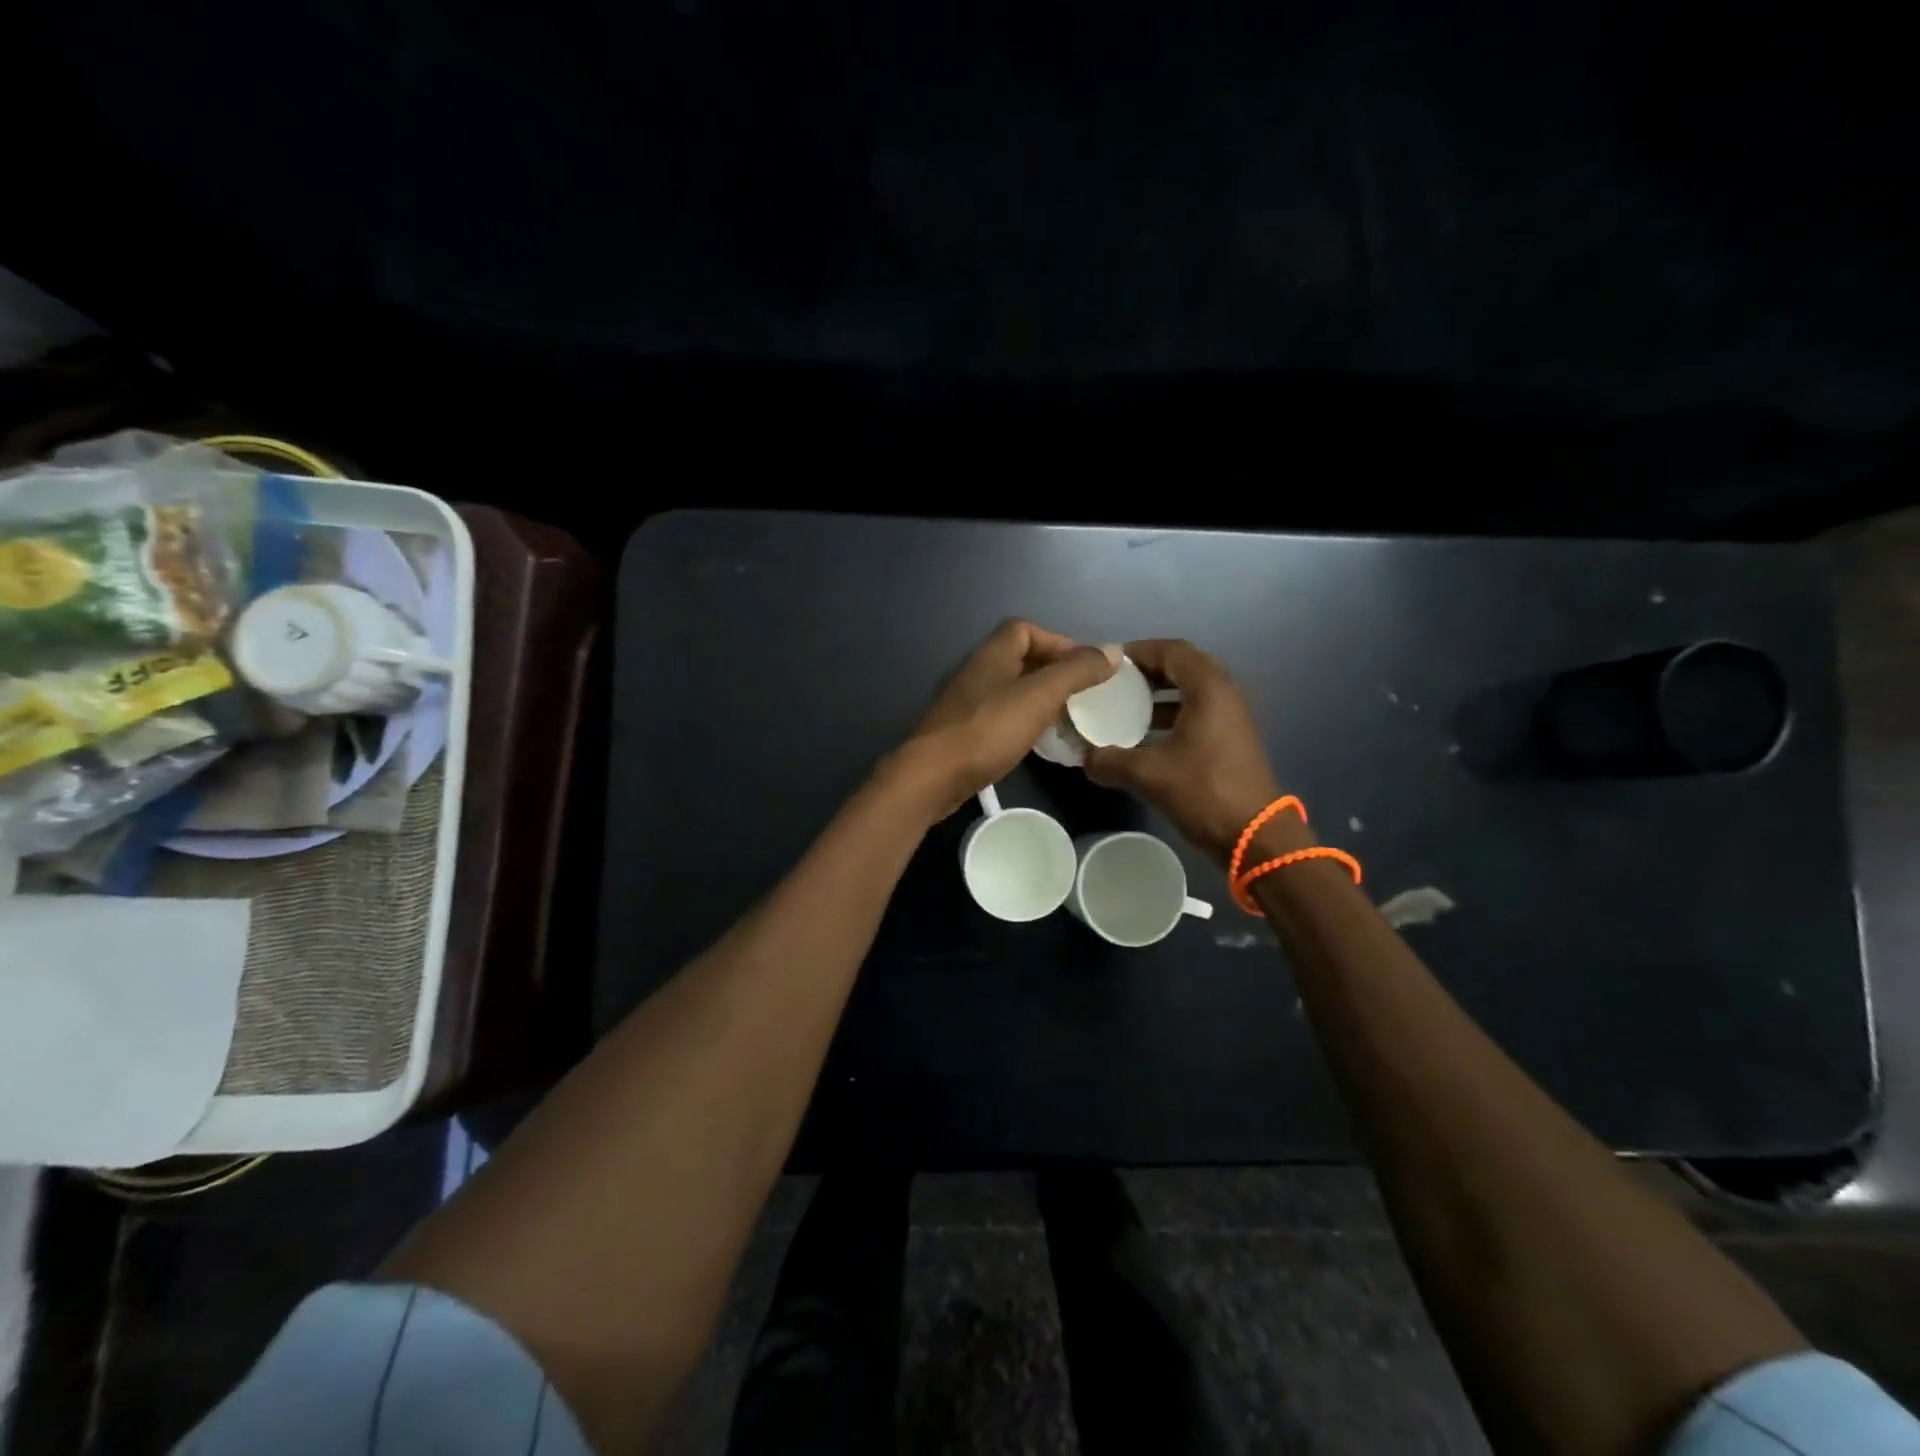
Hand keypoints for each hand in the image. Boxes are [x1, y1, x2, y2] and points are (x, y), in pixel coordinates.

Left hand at [899, 621, 1118, 819]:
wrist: (933, 777)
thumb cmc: (988, 729)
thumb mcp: (1040, 696)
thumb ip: (1076, 672)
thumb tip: (1112, 651)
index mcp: (992, 655)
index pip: (1025, 630)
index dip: (1057, 641)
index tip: (1085, 667)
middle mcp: (976, 672)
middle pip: (1019, 659)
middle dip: (1053, 672)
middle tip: (1081, 695)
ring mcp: (965, 704)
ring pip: (1010, 690)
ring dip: (1038, 699)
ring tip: (1065, 719)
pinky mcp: (961, 733)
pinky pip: (1000, 717)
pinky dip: (1022, 722)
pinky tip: (1036, 742)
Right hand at [1083, 639, 1291, 865]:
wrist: (1255, 836)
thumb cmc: (1203, 792)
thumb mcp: (1147, 775)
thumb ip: (1109, 761)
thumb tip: (1084, 757)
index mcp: (1209, 689)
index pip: (1172, 650)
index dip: (1140, 651)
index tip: (1109, 663)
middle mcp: (1225, 694)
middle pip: (1183, 667)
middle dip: (1147, 672)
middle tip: (1114, 683)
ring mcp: (1232, 718)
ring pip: (1191, 692)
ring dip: (1159, 695)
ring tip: (1124, 708)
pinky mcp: (1232, 740)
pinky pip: (1198, 713)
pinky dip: (1171, 716)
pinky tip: (1145, 738)